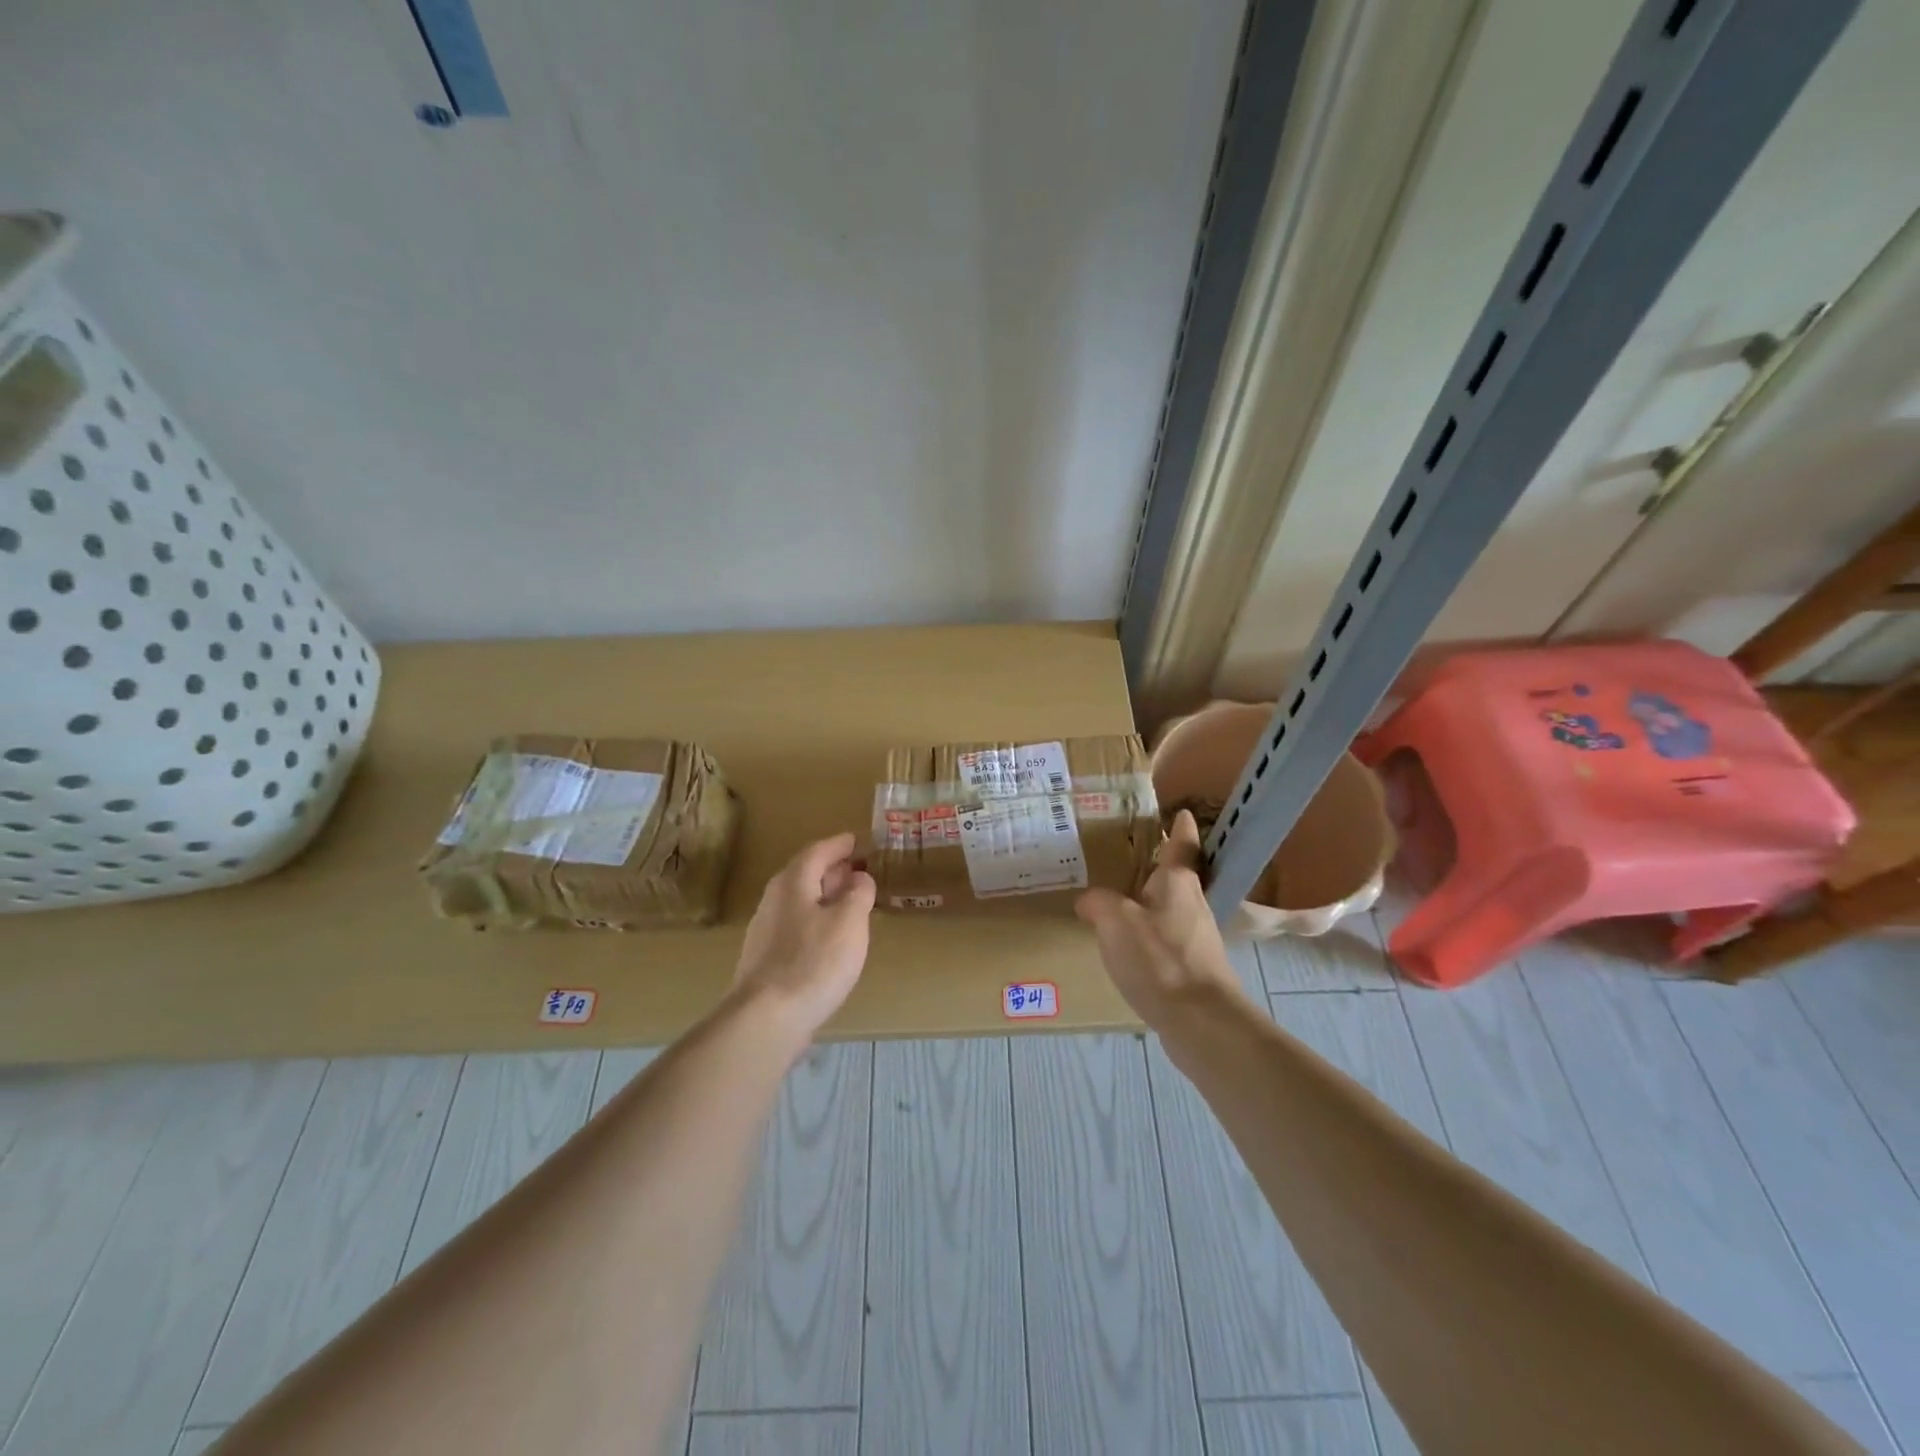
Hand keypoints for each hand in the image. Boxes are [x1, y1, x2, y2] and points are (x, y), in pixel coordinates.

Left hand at [733, 832, 875, 1040]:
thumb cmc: (814, 962)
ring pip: (800, 901)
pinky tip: (830, 938)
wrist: (767, 1018)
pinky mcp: (765, 959)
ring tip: (850, 903)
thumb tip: (859, 878)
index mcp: (793, 882)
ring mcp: (765, 931)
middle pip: (805, 874)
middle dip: (832, 870)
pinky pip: (795, 926)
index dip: (839, 845)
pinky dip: (816, 921)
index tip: (857, 841)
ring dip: (825, 896)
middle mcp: (774, 900)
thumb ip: (858, 894)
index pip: (817, 851)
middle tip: (858, 870)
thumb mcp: (850, 922)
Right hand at [1075, 809, 1245, 1025]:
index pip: (1182, 843)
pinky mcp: (1194, 969)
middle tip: (1127, 856)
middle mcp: (1193, 904)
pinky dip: (1150, 935)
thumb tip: (1089, 899)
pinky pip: (1167, 939)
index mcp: (1178, 882)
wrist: (1201, 1023)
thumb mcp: (1116, 922)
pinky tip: (1129, 947)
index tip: (1179, 811)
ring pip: (1171, 909)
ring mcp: (1197, 938)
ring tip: (1119, 901)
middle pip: (1177, 877)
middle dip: (1157, 866)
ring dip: (1151, 902)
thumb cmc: (1160, 959)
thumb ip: (1099, 903)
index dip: (1180, 826)